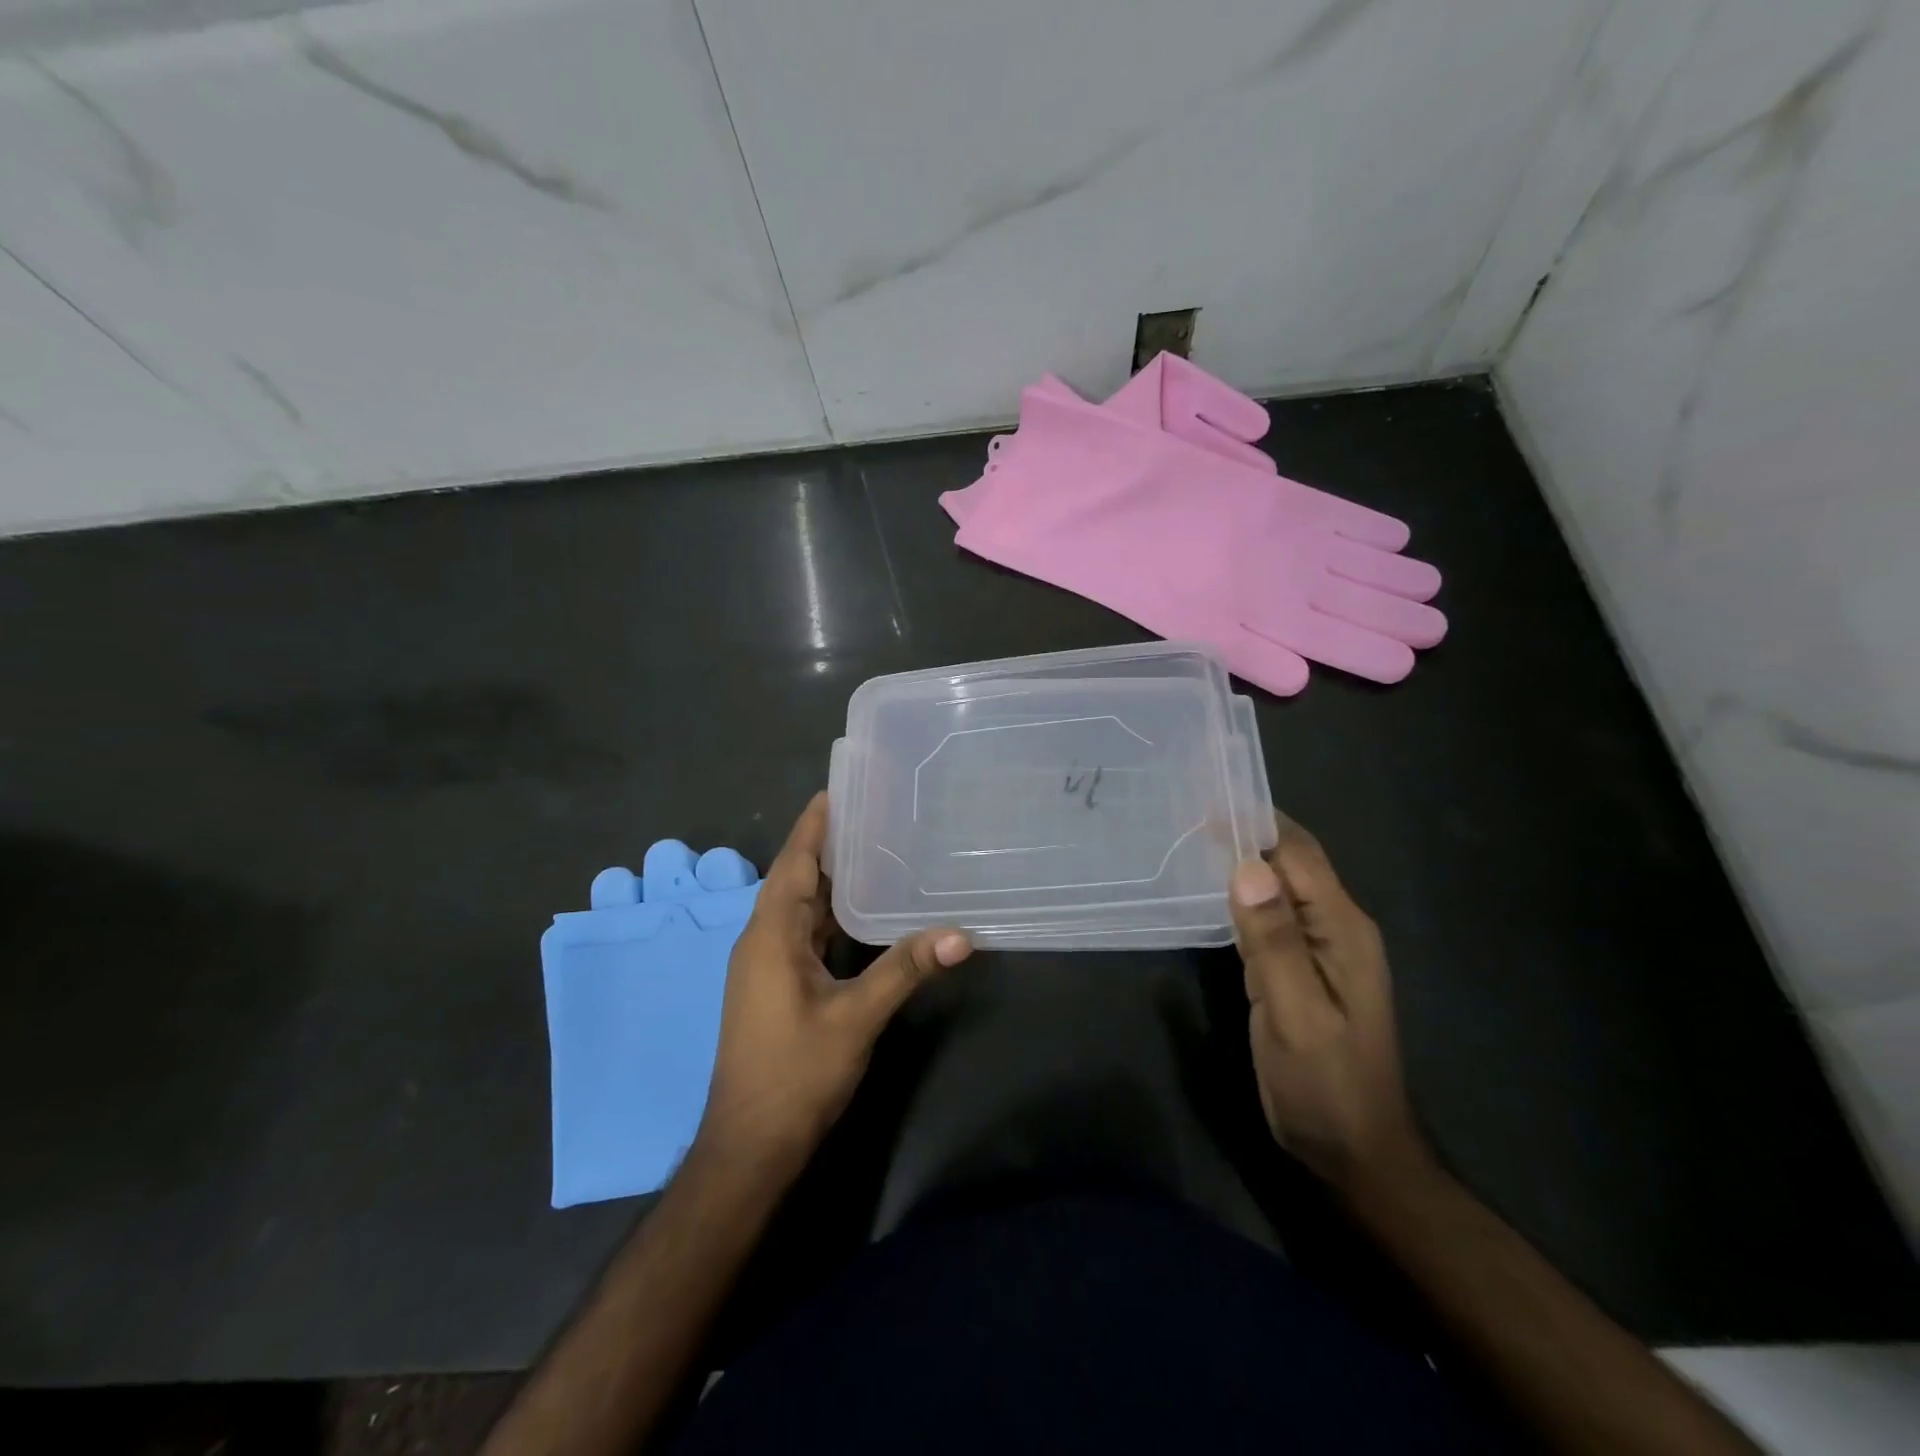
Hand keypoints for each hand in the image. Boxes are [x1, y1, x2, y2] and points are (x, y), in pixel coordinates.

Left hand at [697, 792, 971, 1175]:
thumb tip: (962, 934)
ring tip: (878, 849)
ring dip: (834, 881)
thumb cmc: (794, 1074)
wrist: (750, 1146)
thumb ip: (906, 970)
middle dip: (831, 845)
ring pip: (803, 908)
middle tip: (876, 813)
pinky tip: (867, 912)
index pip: (794, 862)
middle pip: (798, 878)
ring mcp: (769, 965)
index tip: (840, 788)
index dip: (814, 823)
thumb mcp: (856, 1018)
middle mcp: (764, 940)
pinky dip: (834, 916)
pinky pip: (807, 934)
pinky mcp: (778, 986)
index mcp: (771, 934)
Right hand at [1229, 816, 1431, 1198]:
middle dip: (1246, 832)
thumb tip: (1246, 868)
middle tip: (1187, 810)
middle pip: (1291, 862)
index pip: (1298, 854)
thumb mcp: (1297, 1016)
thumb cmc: (1327, 1086)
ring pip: (1278, 886)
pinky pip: (1270, 915)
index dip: (1255, 822)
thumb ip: (1274, 942)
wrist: (1355, 1153)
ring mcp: (1320, 948)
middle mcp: (1336, 927)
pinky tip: (1212, 890)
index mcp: (1343, 929)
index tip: (1205, 797)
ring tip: (1191, 837)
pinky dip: (1242, 894)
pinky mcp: (1300, 967)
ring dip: (1241, 859)